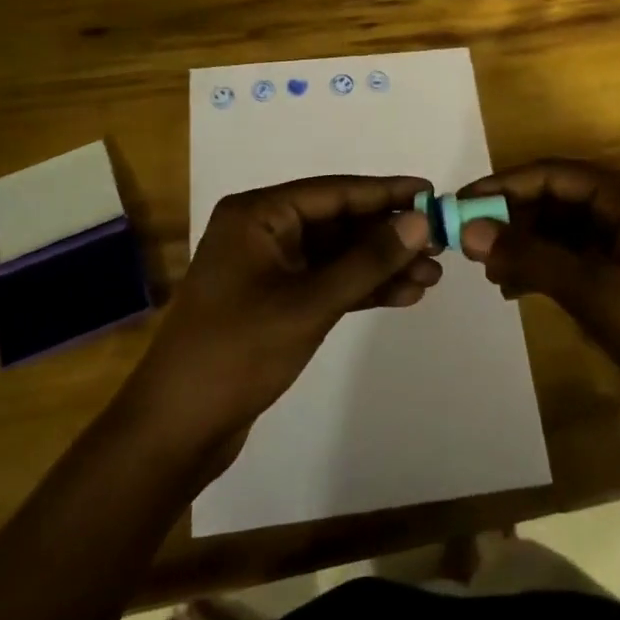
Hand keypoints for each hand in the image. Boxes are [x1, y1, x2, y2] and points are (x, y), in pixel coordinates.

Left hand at [124, 176, 440, 455]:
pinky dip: (360, 288)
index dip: (385, 192)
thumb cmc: (239, 352)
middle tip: (440, 244)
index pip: (333, 192)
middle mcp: (262, 231)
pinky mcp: (274, 301)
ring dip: (380, 265)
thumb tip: (419, 221)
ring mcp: (267, 267)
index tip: (431, 192)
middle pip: (337, 222)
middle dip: (387, 235)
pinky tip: (402, 295)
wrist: (178, 427)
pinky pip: (325, 282)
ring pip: (335, 255)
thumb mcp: (310, 303)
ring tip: (431, 277)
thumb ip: (367, 260)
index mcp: (258, 215)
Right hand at [457, 159, 619, 446]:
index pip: (555, 174)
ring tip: (490, 273)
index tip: (460, 203)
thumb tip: (468, 230)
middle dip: (513, 218)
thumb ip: (530, 257)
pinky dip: (542, 269)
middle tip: (469, 245)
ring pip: (561, 231)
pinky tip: (514, 290)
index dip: (504, 184)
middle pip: (556, 200)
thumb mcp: (596, 292)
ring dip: (524, 246)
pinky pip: (573, 260)